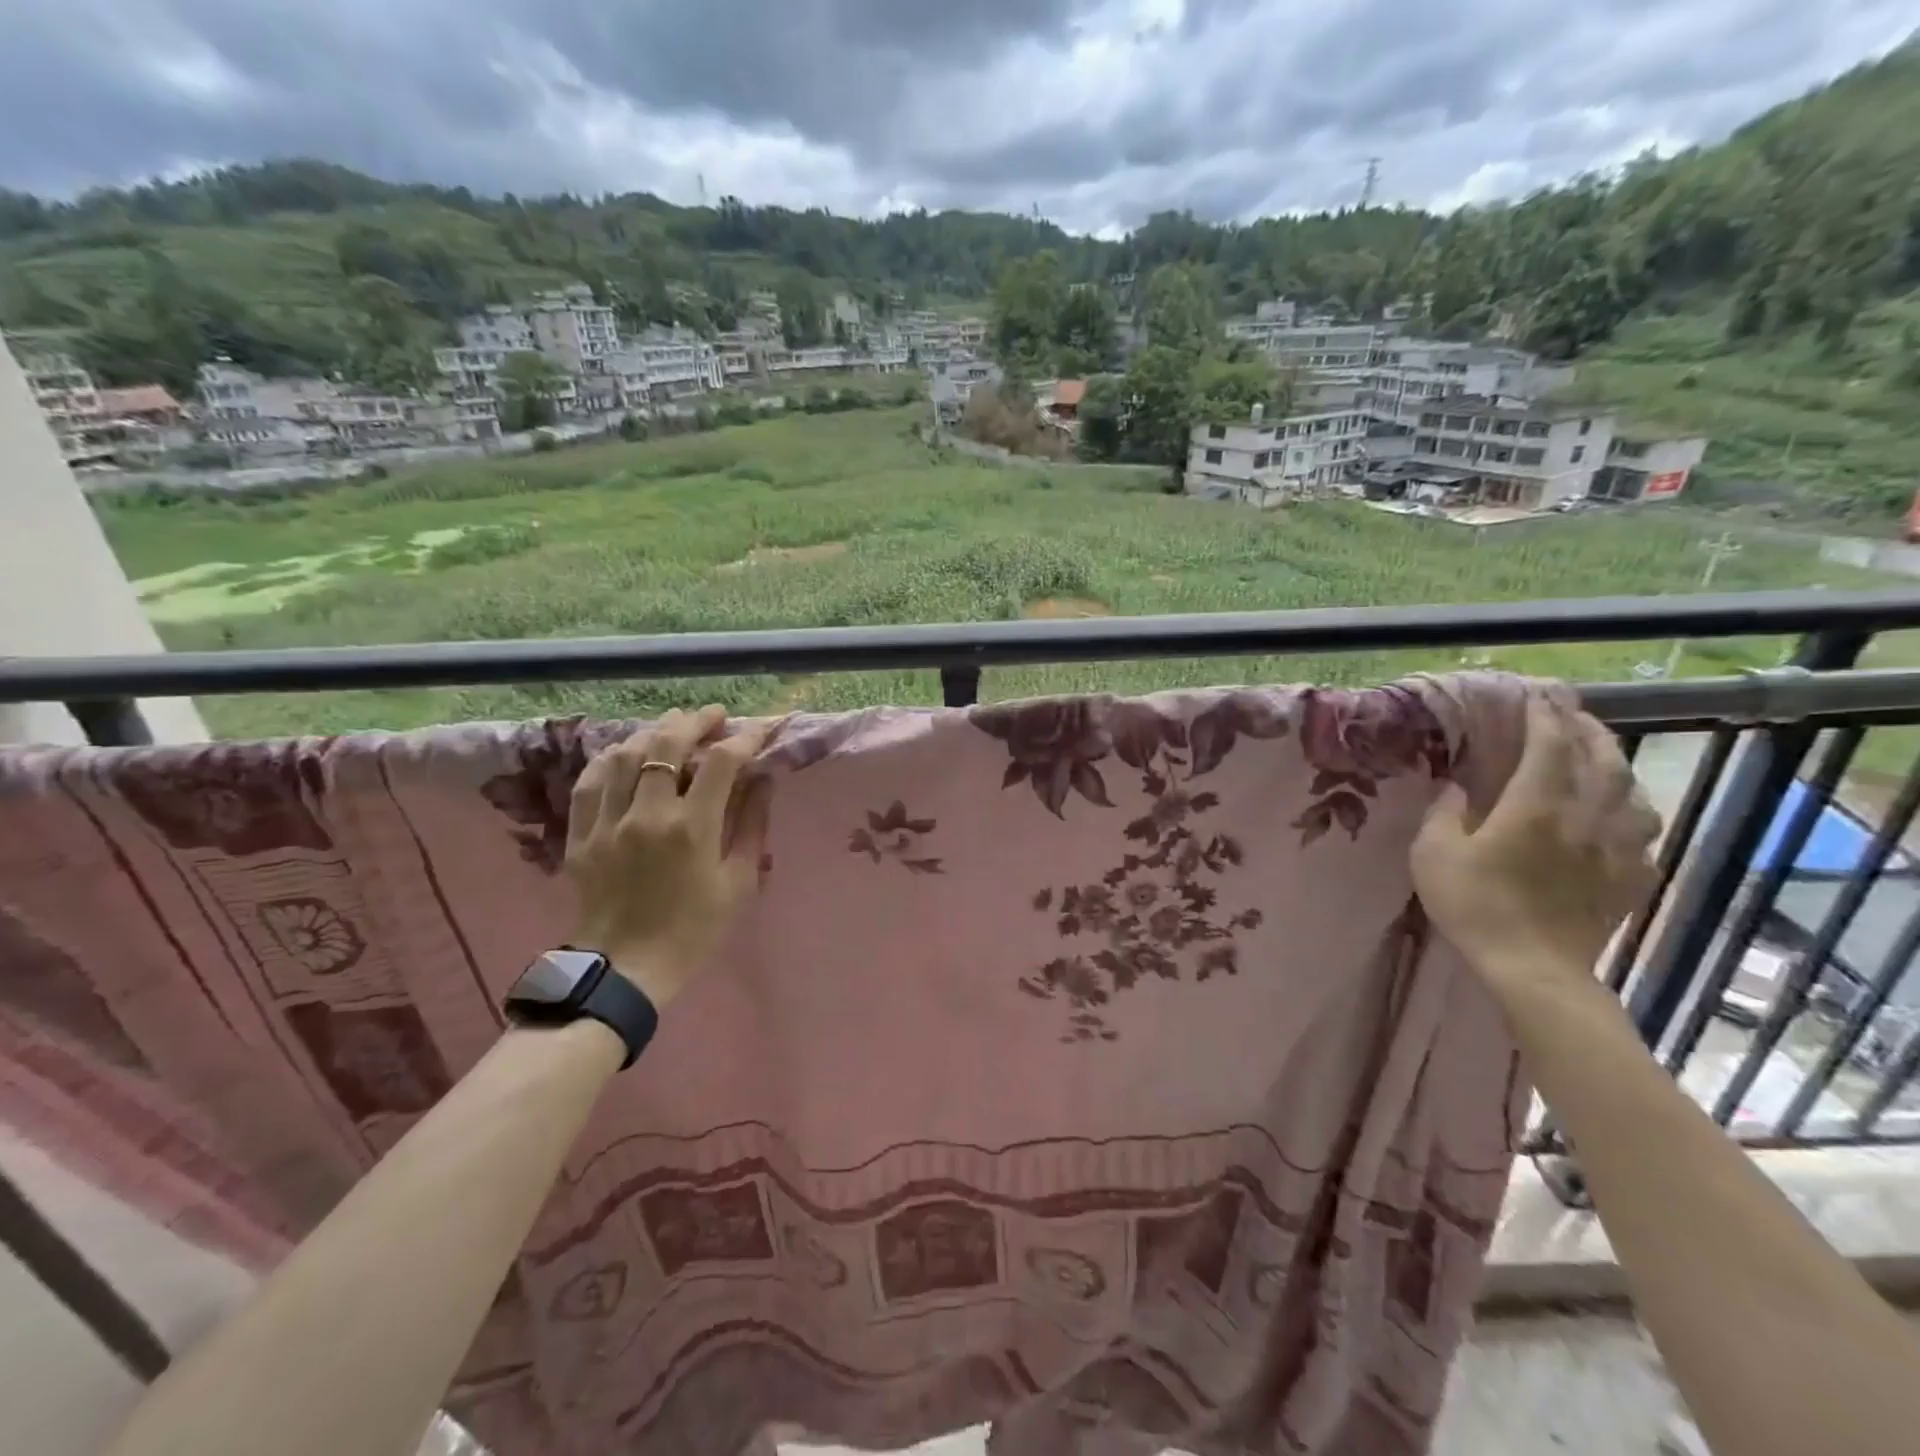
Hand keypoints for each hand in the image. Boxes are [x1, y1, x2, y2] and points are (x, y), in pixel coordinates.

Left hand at [565, 706, 772, 1005]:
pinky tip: (626, 751)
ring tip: (673, 725)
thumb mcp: (738, 883)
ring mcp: (608, 821)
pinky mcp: (581, 834)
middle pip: (667, 744)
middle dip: (696, 721)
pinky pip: (590, 780)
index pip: (721, 762)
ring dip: (653, 731)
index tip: (761, 729)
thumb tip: (763, 779)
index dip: (745, 738)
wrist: (627, 970)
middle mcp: (647, 814)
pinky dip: (610, 757)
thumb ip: (752, 825)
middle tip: (715, 716)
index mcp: (691, 829)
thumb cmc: (694, 929)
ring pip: (625, 754)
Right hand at [1411, 696, 1660, 993]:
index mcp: (1535, 806)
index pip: (1549, 745)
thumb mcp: (1433, 855)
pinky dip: (1633, 811)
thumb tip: (1456, 786)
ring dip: (1616, 764)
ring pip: (1632, 792)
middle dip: (1586, 728)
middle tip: (1570, 710)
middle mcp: (1586, 817)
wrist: (1533, 969)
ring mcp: (1617, 849)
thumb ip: (1444, 813)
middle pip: (1601, 759)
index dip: (1544, 715)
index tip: (1537, 692)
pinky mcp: (1630, 878)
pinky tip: (1621, 815)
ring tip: (1600, 754)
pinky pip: (1644, 832)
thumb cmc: (1475, 905)